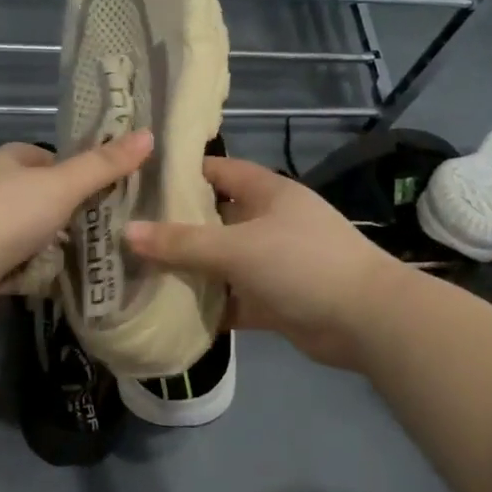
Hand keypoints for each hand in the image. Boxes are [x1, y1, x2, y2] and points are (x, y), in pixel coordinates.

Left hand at [0, 132, 153, 318]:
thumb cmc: (4, 216)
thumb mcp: (61, 186)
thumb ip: (103, 165)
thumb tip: (149, 134)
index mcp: (7, 160)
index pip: (47, 158)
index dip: (76, 171)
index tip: (106, 190)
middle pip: (39, 196)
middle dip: (68, 213)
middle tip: (106, 229)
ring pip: (28, 232)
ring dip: (51, 245)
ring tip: (89, 259)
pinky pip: (14, 263)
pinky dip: (32, 270)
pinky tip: (56, 282)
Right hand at [126, 156, 399, 369]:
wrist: (366, 320)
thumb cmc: (302, 264)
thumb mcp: (236, 248)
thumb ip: (181, 243)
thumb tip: (125, 232)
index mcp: (266, 193)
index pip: (217, 170)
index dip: (181, 173)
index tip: (138, 183)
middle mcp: (269, 222)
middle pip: (214, 218)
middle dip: (176, 226)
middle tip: (127, 233)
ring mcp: (273, 262)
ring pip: (221, 261)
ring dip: (190, 269)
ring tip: (138, 272)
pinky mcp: (275, 299)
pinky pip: (233, 299)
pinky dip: (210, 306)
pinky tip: (172, 313)